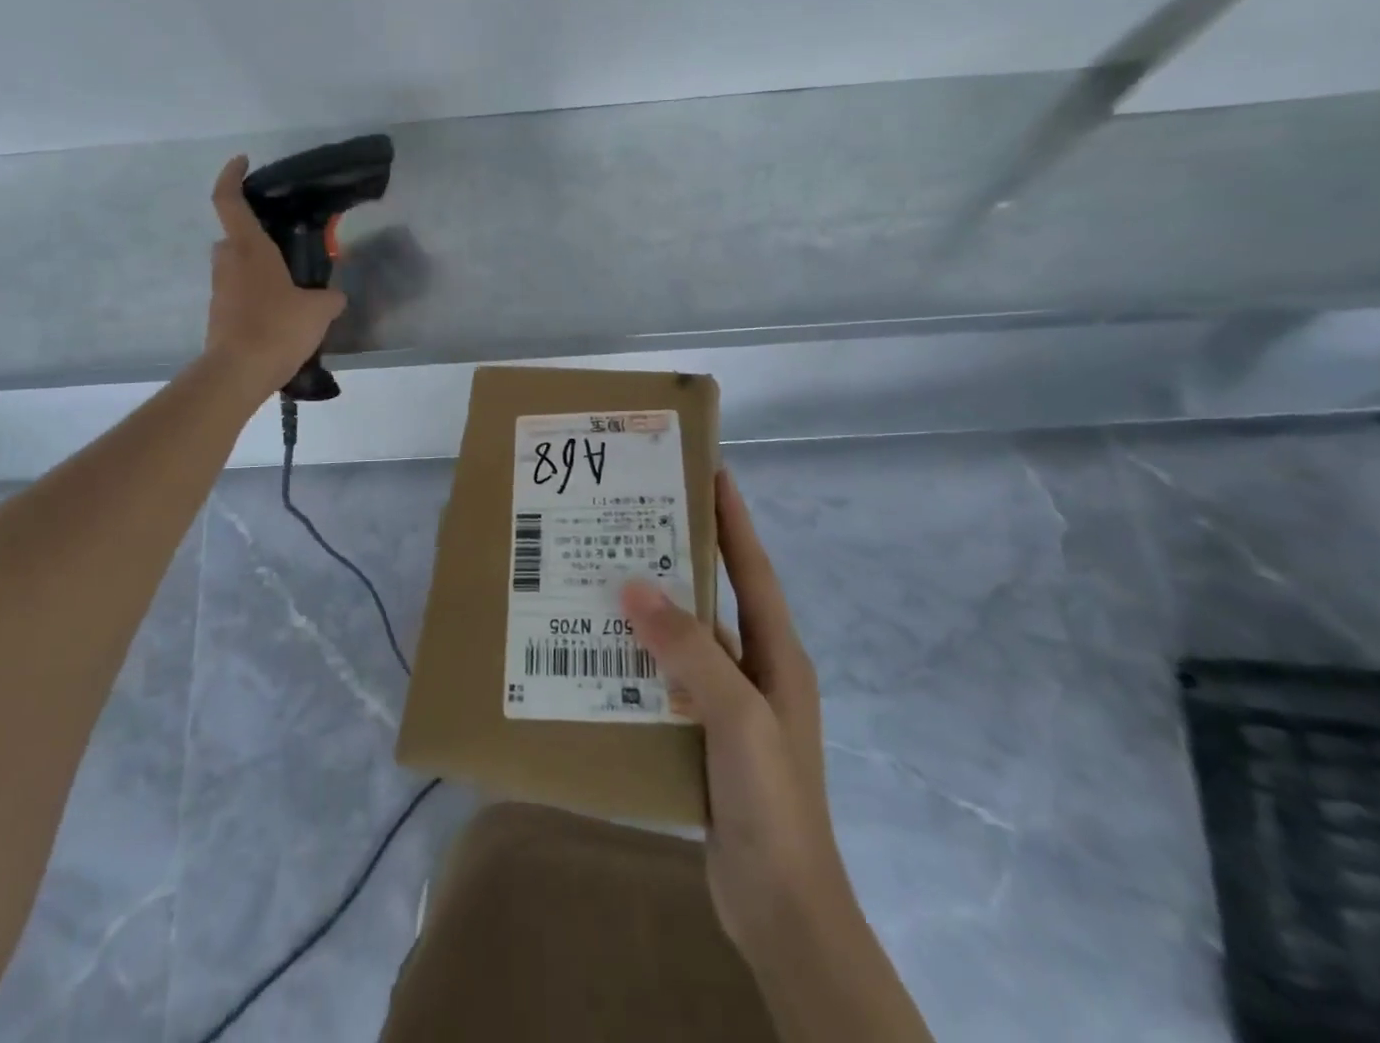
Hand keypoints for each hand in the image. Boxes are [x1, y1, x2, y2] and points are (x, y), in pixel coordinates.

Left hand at [205, 156, 346, 393]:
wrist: (238, 373)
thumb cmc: (277, 328)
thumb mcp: (319, 310)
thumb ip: (330, 297)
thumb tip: (334, 296)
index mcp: (249, 248)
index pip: (229, 199)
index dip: (232, 175)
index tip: (243, 161)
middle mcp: (228, 262)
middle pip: (236, 236)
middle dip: (257, 236)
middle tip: (287, 245)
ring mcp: (220, 289)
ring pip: (238, 266)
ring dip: (259, 269)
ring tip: (293, 285)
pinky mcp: (219, 314)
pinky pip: (239, 293)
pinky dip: (257, 295)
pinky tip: (283, 314)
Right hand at [622, 470, 842, 965]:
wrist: (782, 909)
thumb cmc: (772, 800)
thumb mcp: (737, 715)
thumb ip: (689, 649)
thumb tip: (634, 585)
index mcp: (776, 653)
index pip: (752, 568)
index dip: (733, 518)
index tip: (710, 470)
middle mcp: (755, 670)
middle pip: (714, 598)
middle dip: (680, 558)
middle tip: (632, 518)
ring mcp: (729, 706)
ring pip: (685, 641)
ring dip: (651, 614)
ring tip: (602, 578)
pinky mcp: (705, 737)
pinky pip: (667, 682)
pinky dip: (639, 664)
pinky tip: (598, 655)